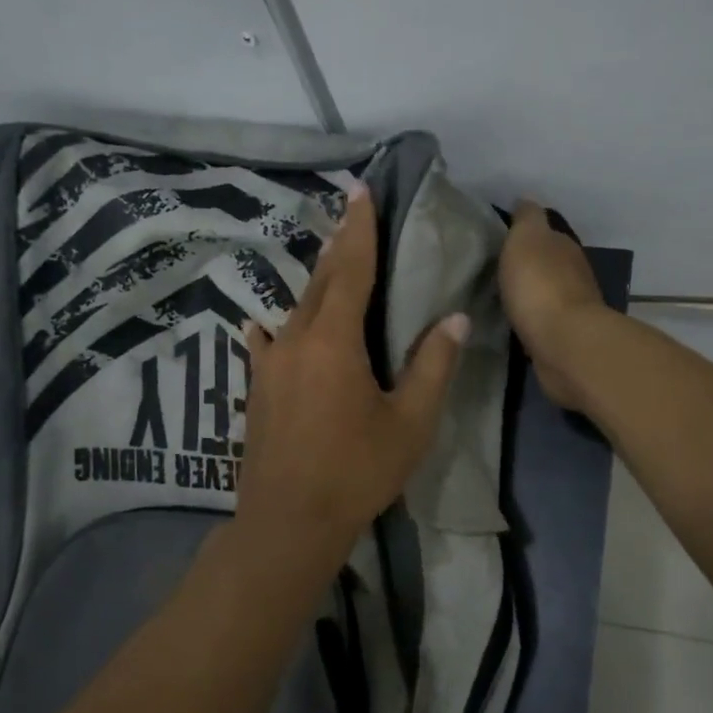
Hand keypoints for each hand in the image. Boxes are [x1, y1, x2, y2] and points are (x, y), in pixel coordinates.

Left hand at [237, 186, 468, 573]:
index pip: (352, 270)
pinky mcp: (256, 390)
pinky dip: (275, 329)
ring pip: (295, 310)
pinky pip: (268, 345)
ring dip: (315, 284)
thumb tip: (456, 318)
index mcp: (335, 341)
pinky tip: (264, 326)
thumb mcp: (410, 423)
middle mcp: (296, 340)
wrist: (288, 522)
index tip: (361, 191)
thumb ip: (432, 366)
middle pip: (321, 282)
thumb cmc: (356, 472)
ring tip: (329, 264)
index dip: (360, 229)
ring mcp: (270, 365)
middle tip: (350, 211)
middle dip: (339, 245)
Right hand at [499, 200, 607, 409]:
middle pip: (546, 264)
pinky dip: (528, 319)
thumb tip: (526, 200)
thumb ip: (526, 218)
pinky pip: (540, 321)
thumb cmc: (540, 286)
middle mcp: (572, 274)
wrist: (564, 343)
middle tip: (491, 270)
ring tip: (497, 297)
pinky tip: (511, 322)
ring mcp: (570, 308)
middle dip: (524, 265)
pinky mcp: (562, 338)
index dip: (521, 235)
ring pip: (543, 293)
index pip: (543, 233)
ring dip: (527, 294)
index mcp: (564, 247)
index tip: (496, 241)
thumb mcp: (526, 239)